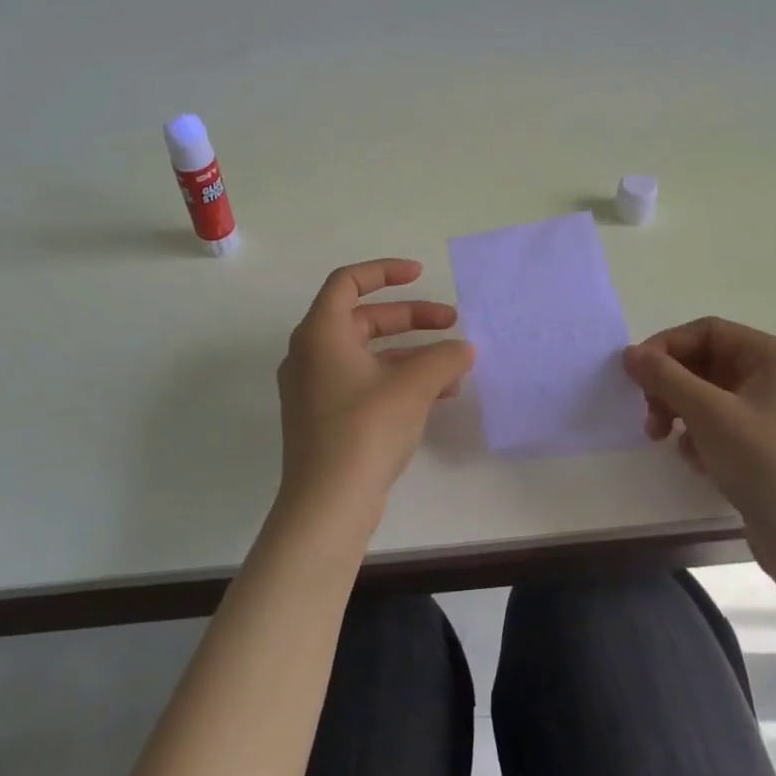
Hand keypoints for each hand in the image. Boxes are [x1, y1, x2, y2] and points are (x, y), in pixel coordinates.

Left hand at [277, 259, 474, 536]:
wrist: (328, 504)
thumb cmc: (365, 429)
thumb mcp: (413, 386)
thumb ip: (443, 358)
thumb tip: (464, 349)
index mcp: (320, 333)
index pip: (348, 282)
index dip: (385, 271)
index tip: (419, 274)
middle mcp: (311, 354)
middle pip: (363, 319)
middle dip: (411, 318)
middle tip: (451, 323)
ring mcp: (315, 388)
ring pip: (368, 355)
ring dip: (411, 353)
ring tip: (454, 365)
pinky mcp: (324, 418)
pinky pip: (364, 382)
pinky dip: (397, 380)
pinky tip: (438, 395)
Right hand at [623, 318, 775, 564]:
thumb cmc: (766, 464)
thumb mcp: (709, 414)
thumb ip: (666, 377)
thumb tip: (630, 353)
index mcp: (775, 357)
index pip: (709, 331)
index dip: (667, 345)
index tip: (634, 372)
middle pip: (707, 362)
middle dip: (671, 384)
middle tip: (648, 412)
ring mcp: (773, 414)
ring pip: (709, 396)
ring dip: (679, 411)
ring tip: (661, 437)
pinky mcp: (766, 447)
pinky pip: (720, 425)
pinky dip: (699, 436)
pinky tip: (694, 460)